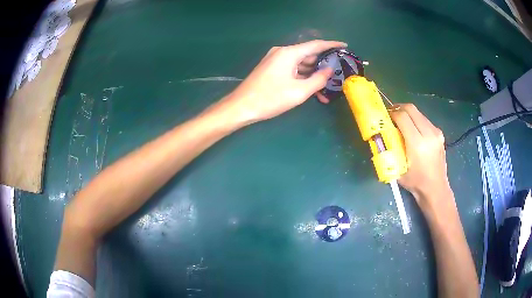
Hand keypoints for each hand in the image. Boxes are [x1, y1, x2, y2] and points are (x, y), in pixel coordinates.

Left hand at [225, 40, 346, 122]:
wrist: (241, 106)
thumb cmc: (270, 98)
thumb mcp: (299, 91)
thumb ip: (318, 79)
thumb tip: (329, 70)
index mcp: (289, 53)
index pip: (316, 45)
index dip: (332, 45)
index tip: (345, 46)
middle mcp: (282, 52)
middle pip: (309, 54)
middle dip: (324, 65)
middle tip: (339, 73)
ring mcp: (276, 60)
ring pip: (301, 64)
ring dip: (314, 75)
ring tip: (328, 88)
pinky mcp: (272, 68)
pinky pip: (292, 69)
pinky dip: (303, 78)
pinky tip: (313, 90)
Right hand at [389, 104, 451, 209]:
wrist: (435, 189)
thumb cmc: (415, 182)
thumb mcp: (398, 168)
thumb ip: (391, 150)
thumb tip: (382, 135)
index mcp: (417, 144)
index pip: (403, 117)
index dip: (392, 113)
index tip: (385, 116)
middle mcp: (428, 134)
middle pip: (411, 109)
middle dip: (399, 108)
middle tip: (391, 114)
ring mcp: (436, 132)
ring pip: (419, 113)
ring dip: (408, 113)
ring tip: (401, 122)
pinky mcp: (439, 133)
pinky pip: (425, 120)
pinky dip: (416, 120)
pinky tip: (413, 130)